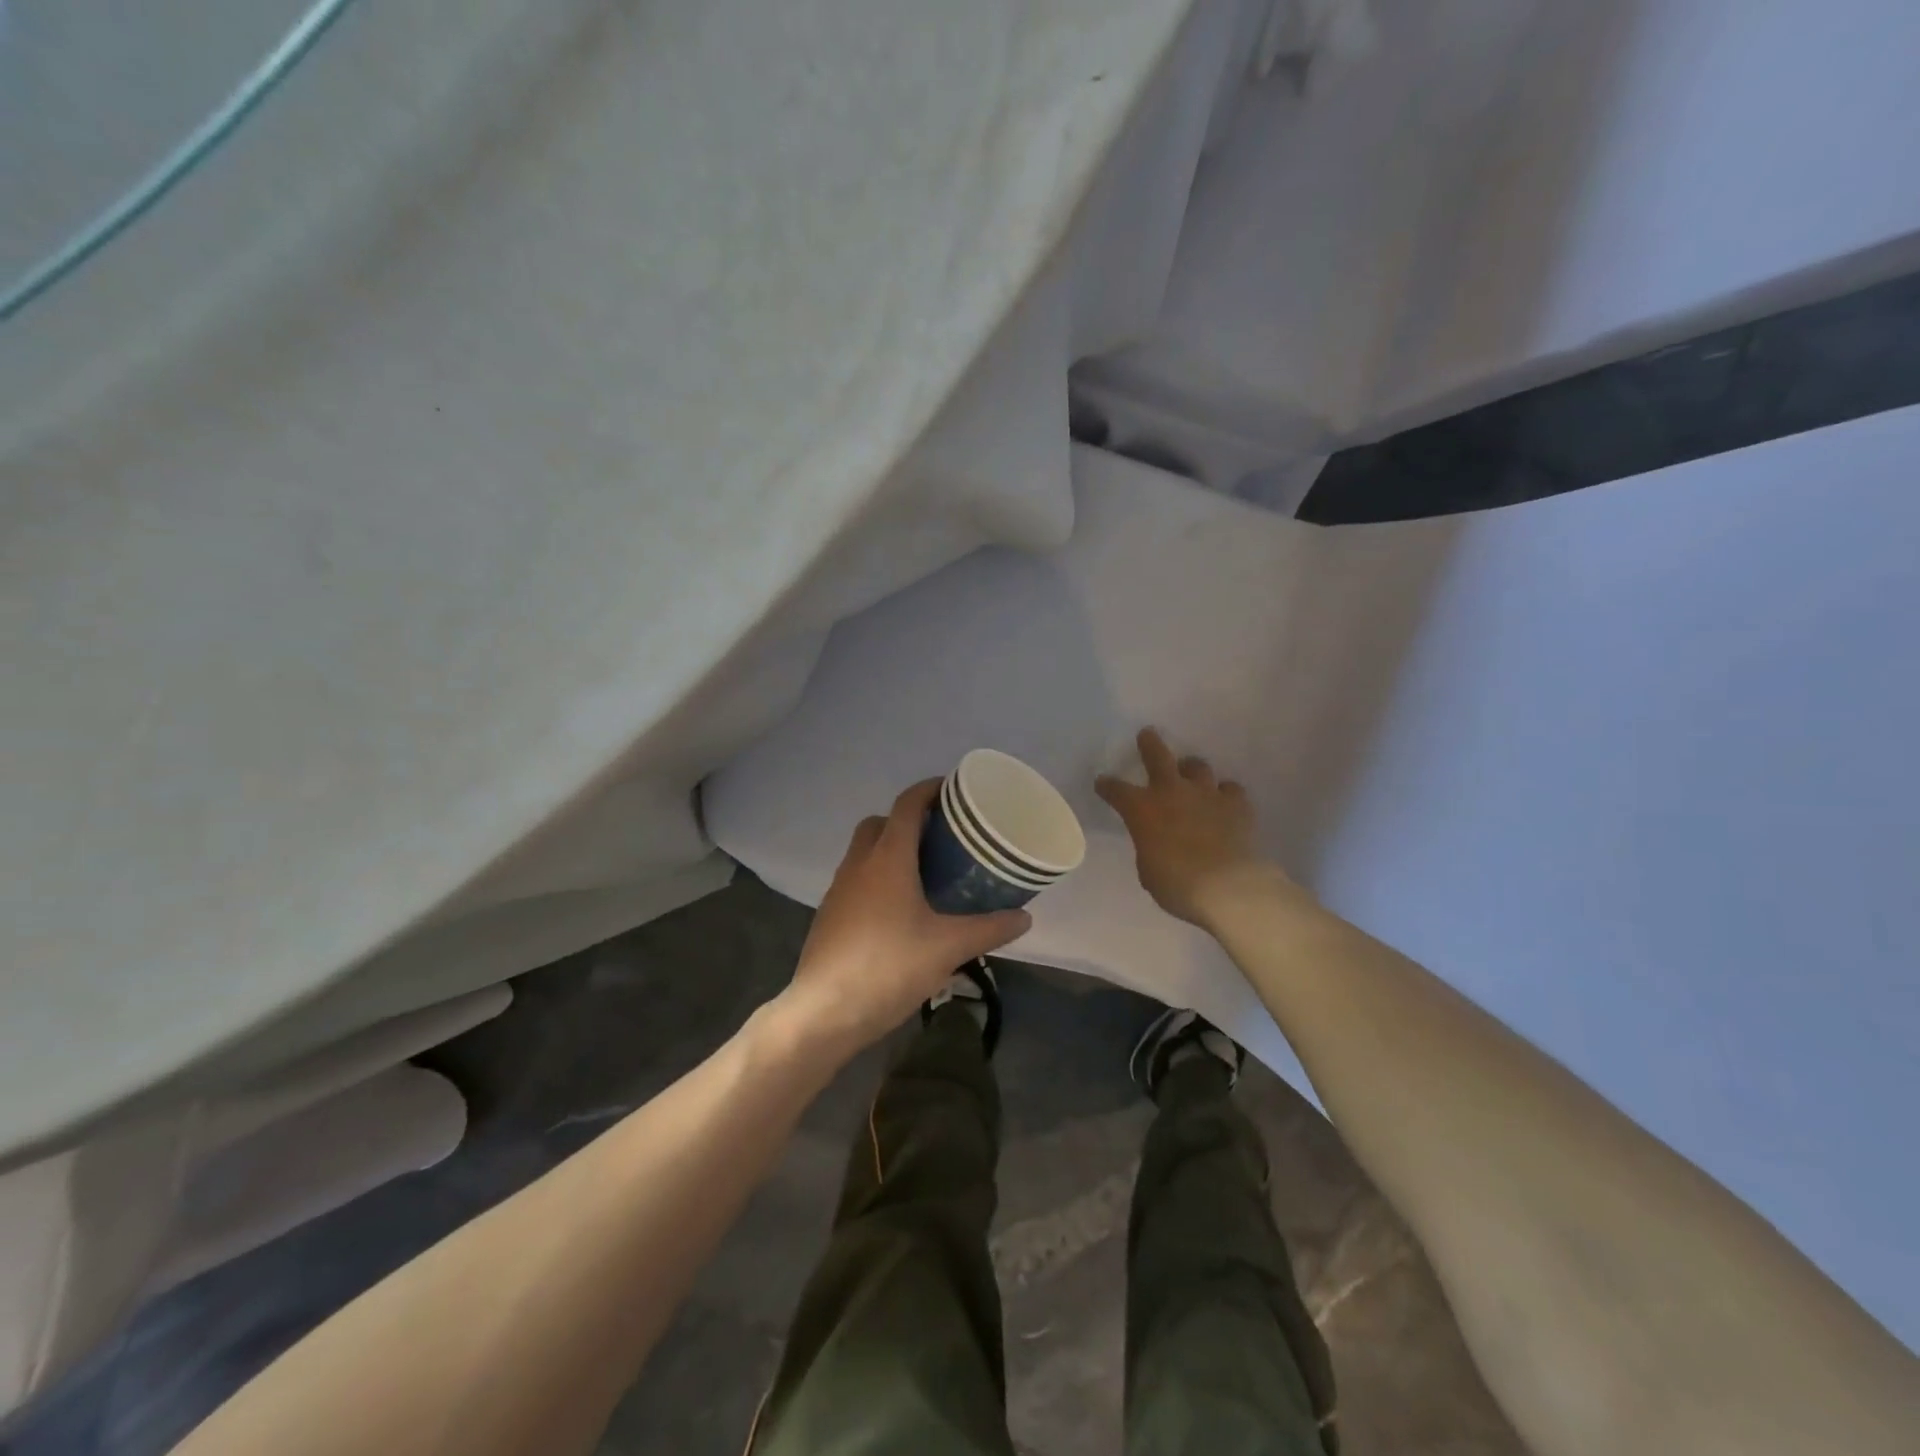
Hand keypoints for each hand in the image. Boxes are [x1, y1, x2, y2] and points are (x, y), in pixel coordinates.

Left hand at [779, 780, 1031, 1054]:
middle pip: (880, 823)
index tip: (953, 790)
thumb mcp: (949, 948)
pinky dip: (876, 879)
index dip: (929, 790)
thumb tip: (1025, 918)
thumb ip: (990, 929)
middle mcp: (859, 864)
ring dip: (889, 850)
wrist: (825, 1011)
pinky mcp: (829, 915)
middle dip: (907, 820)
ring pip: (864, 852)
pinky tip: (897, 911)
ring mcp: (838, 889)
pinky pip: (855, 880)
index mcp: (888, 858)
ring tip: (923, 874)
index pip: (907, 805)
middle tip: (940, 837)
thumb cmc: (890, 967)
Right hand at [1096, 727, 1285, 927]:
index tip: (1102, 783)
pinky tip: (1225, 803)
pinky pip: (1230, 790)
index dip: (1107, 786)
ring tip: (1191, 775)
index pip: (1116, 790)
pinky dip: (1225, 795)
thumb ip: (1148, 846)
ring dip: (1191, 770)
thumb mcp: (1148, 869)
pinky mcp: (1236, 804)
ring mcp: (1206, 794)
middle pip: (1158, 756)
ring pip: (1197, 766)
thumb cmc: (1177, 884)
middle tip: (1147, 734)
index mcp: (1142, 809)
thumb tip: (1155, 841)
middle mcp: (1172, 792)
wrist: (1228, 886)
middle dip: (1149, 744)